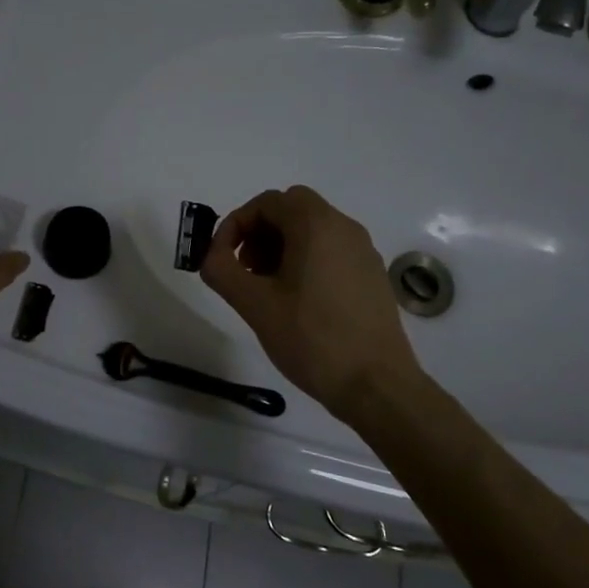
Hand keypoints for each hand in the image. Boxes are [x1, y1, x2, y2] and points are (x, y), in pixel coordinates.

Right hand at [199, 185, 427, 422]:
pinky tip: (297, 302)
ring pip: (312, 230)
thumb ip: (221, 270)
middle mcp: (344, 227)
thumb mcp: (254, 304)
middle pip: (291, 210)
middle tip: (244, 269)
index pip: (266, 202)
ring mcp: (363, 251)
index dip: (236, 224)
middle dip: (259, 233)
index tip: (221, 258)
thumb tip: (211, 256)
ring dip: (281, 247)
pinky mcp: (372, 275)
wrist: (377, 385)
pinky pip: (331, 250)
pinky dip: (306, 260)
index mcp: (316, 225)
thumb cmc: (312, 339)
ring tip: (266, 289)